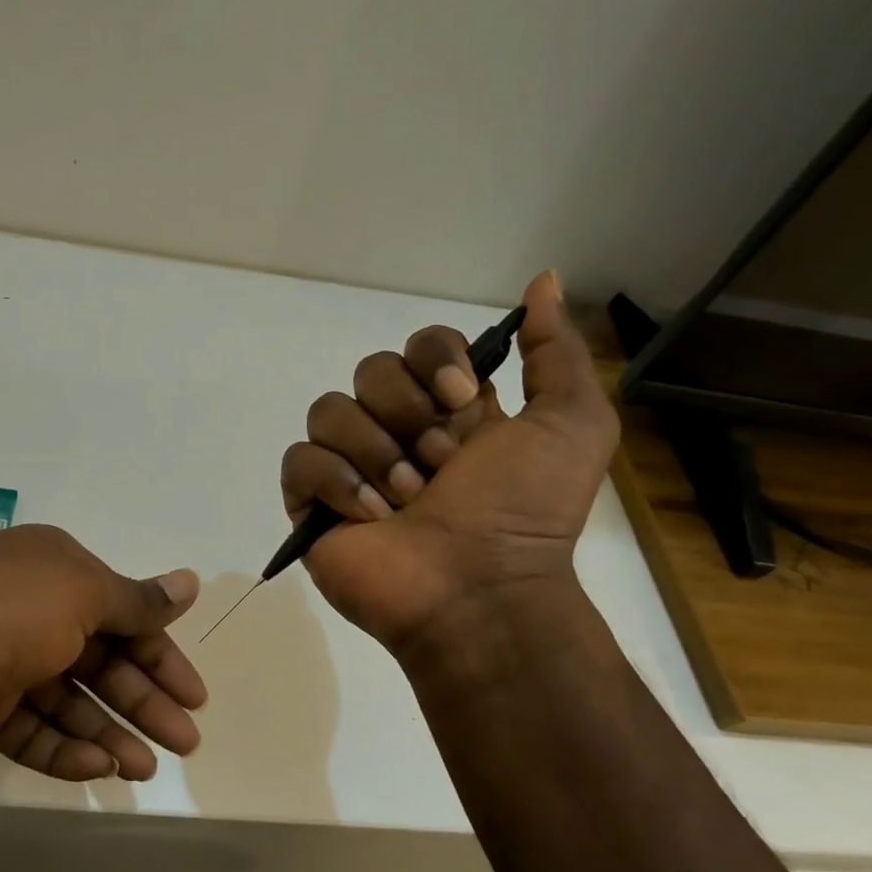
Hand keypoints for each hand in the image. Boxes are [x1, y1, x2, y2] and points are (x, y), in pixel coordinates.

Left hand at [0, 525, 207, 779]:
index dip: (162, 656)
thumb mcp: (81, 595)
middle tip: (184, 743)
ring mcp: (4, 661)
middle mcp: (33, 611)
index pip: (125, 616)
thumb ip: (137, 601)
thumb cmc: (3, 614)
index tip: (195, 697)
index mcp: (57, 573)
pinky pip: (33, 729)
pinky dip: (65, 748)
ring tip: (143, 770)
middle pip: (103, 661)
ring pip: (70, 701)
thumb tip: (191, 582)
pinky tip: (97, 769)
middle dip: (143, 701)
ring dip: (109, 732)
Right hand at [279, 271, 617, 653]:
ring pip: (329, 411)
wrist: (480, 591)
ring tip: (407, 501)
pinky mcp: (312, 504)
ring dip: (375, 453)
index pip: (419, 344)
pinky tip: (369, 515)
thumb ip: (556, 351)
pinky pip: (299, 460)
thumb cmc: (526, 512)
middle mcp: (397, 431)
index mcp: (449, 411)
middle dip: (405, 415)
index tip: (459, 399)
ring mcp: (350, 468)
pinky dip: (334, 481)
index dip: (433, 359)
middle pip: (370, 371)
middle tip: (439, 467)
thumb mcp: (572, 424)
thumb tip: (542, 280)